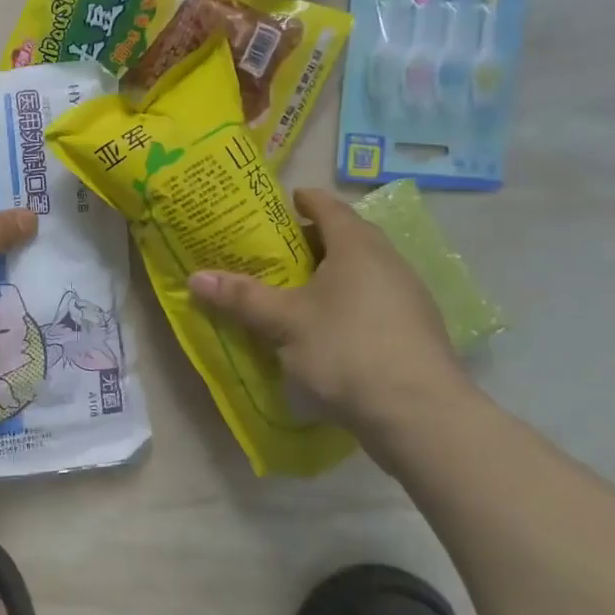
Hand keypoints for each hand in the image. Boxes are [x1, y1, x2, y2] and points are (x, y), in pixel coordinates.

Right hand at [188, 188, 472, 435]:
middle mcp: (388, 262)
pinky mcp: (413, 332)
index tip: (284, 201)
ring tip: (295, 288)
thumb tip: (195, 277)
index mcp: (358, 246)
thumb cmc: (346, 349)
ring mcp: (407, 298)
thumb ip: (241, 297)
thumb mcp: (283, 322)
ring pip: (362, 271)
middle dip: (313, 239)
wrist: (419, 414)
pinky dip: (346, 301)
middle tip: (277, 248)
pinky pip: (372, 300)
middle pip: (348, 237)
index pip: (330, 207)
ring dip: (331, 272)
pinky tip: (325, 326)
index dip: (305, 200)